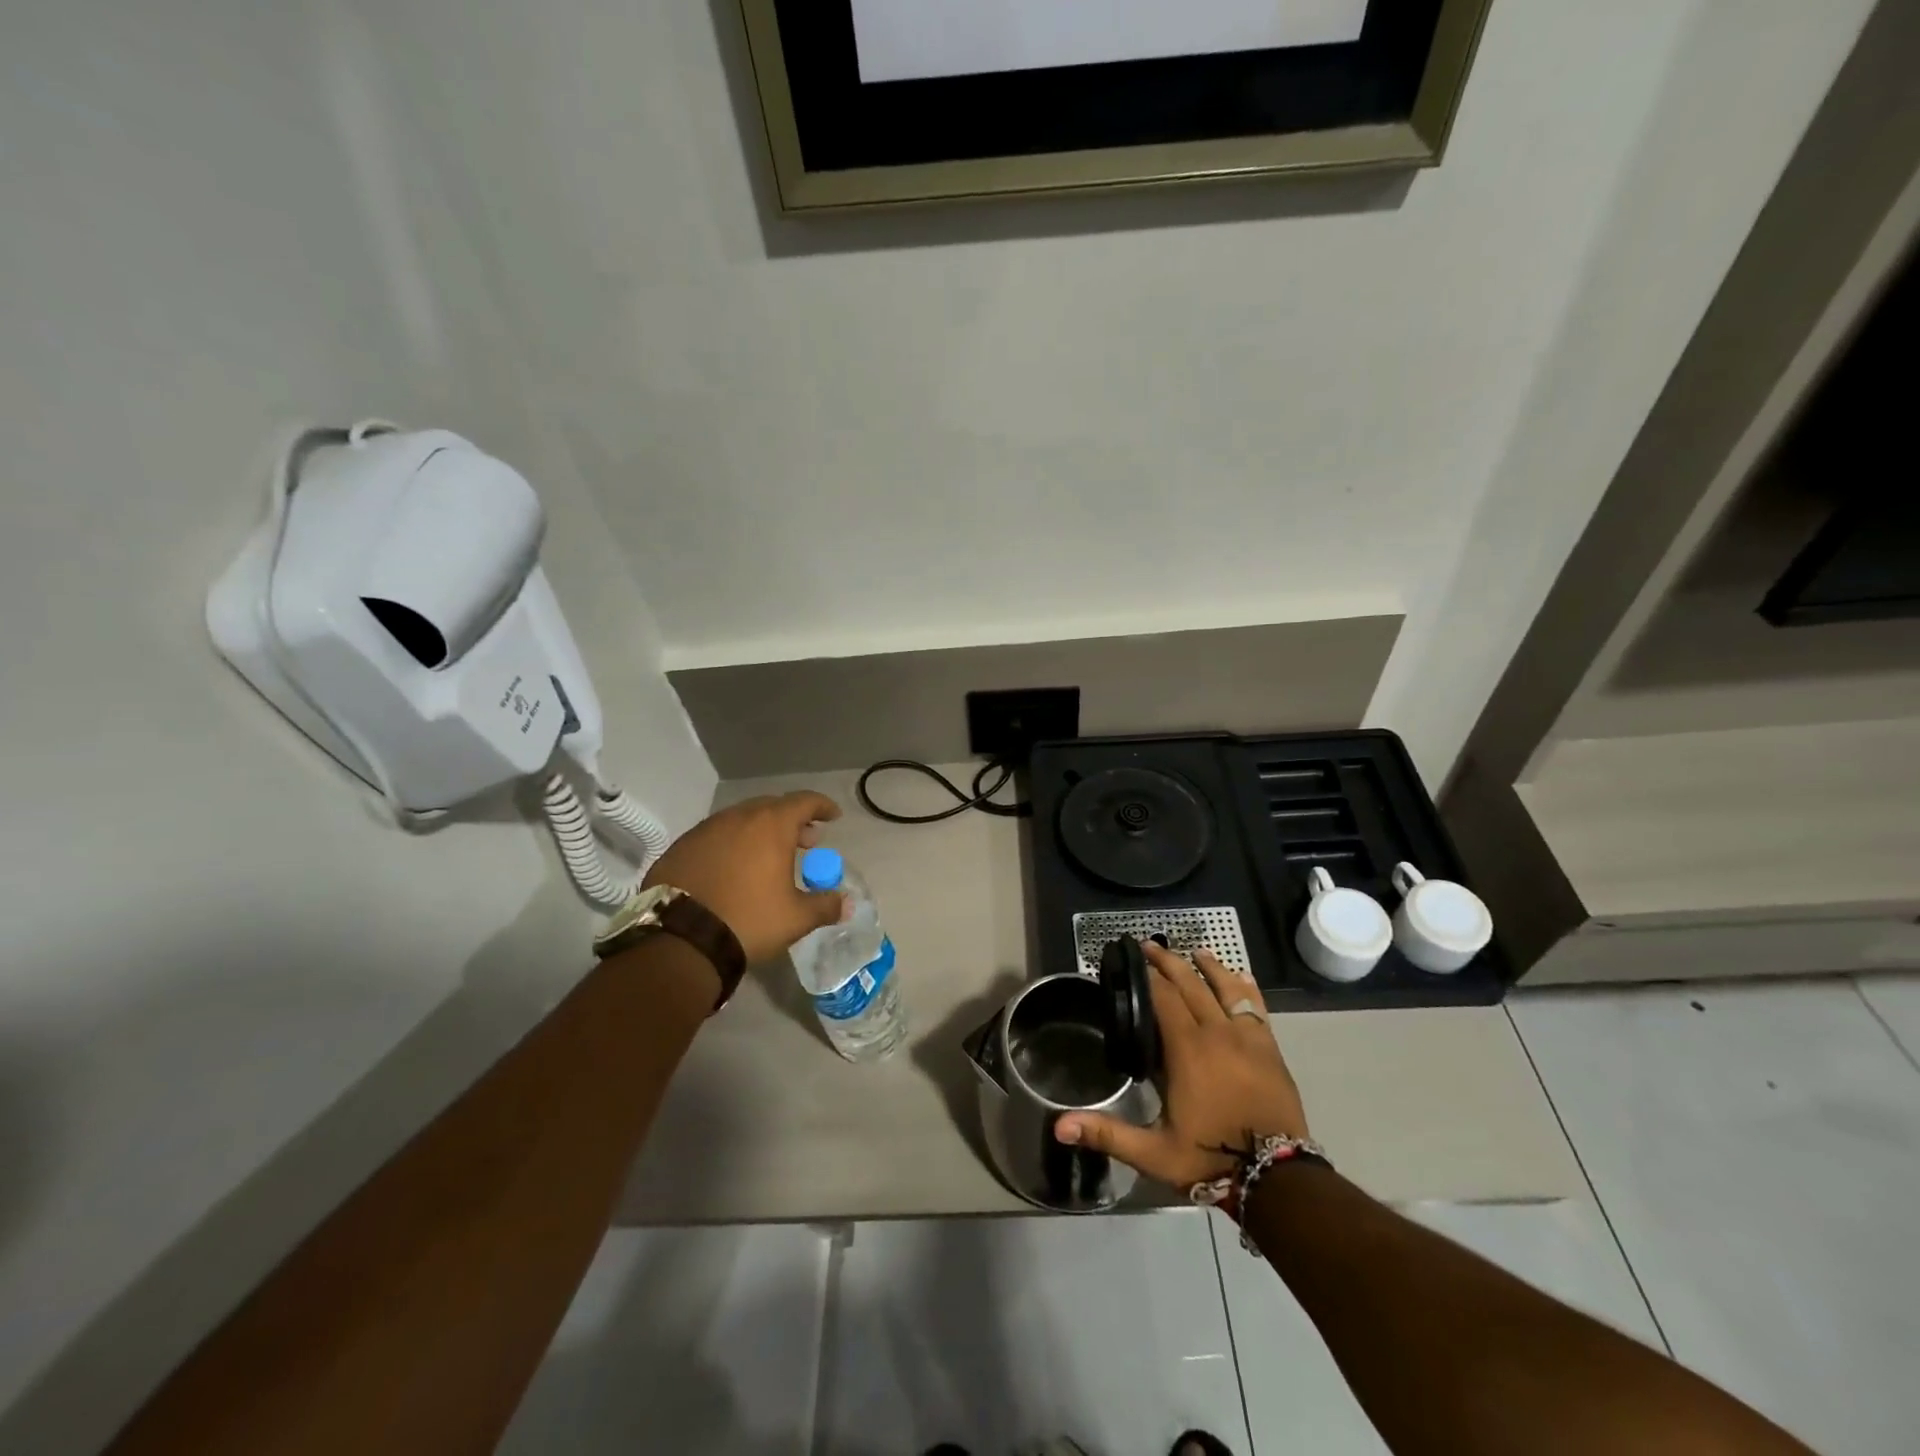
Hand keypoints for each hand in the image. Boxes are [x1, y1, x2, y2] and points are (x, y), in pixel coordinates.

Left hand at [643, 791, 845, 964]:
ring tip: (767, 856)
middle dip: (792, 821)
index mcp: (771, 825)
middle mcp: (738, 817)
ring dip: (759, 832)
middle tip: (804, 842)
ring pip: (740, 820)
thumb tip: (846, 904)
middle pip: (772, 807)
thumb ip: (825, 906)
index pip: (804, 801)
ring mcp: (705, 830)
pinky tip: (732, 868)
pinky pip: (715, 836)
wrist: (681, 940)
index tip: (833, 817)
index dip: (822, 807)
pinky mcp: (681, 847)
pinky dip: (731, 845)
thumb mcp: (796, 918)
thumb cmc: (749, 920)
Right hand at [1056, 944, 1308, 1190]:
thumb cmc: (1210, 1161)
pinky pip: (1256, 1007)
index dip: (1145, 976)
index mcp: (1187, 1049)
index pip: (1162, 997)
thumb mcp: (1153, 1152)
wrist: (1279, 1182)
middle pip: (1190, 984)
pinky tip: (1241, 976)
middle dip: (1168, 962)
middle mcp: (1217, 1033)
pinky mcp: (1270, 1050)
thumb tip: (1059, 1126)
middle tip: (1149, 946)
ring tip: (1194, 951)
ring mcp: (1248, 1039)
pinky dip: (1245, 988)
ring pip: (1225, 989)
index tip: (1130, 960)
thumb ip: (1107, 1133)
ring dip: (1208, 967)